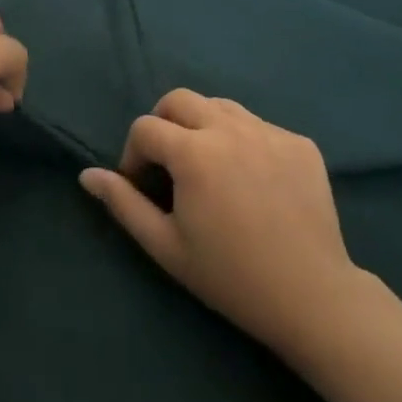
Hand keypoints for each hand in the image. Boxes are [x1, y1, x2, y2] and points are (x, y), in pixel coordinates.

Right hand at [79, 89, 375, 360]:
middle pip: (179, 100)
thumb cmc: (232, 277)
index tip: (142, 186)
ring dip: (202, 126)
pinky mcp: (300, 143)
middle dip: (163, 125)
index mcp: (194, 153)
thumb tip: (87, 175)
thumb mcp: (166, 246)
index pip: (146, 128)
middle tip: (169, 166)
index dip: (133, 155)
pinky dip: (243, 141)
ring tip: (208, 167)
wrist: (314, 301)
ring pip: (219, 106)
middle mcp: (230, 129)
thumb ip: (123, 204)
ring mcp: (269, 132)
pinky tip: (250, 179)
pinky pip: (258, 125)